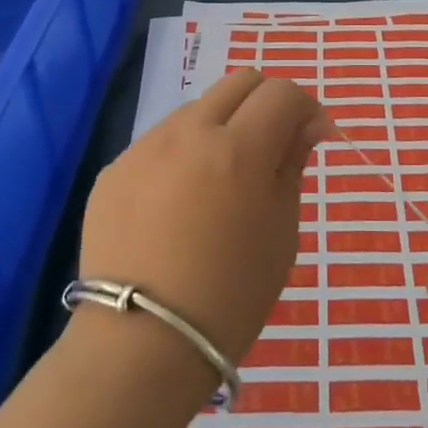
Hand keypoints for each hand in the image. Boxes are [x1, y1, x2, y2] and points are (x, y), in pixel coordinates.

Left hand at [79, 70, 330, 365]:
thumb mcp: (282, 232)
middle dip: (267, 103)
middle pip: (239, 82)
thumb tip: (304, 127)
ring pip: (197, 109)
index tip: (313, 137)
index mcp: (238, 149)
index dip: (306, 108)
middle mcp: (188, 133)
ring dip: (223, 127)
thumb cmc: (230, 296)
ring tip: (223, 181)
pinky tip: (181, 205)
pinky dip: (185, 155)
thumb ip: (292, 166)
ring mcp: (144, 148)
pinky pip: (161, 143)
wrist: (140, 345)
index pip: (282, 93)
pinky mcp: (114, 171)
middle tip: (274, 146)